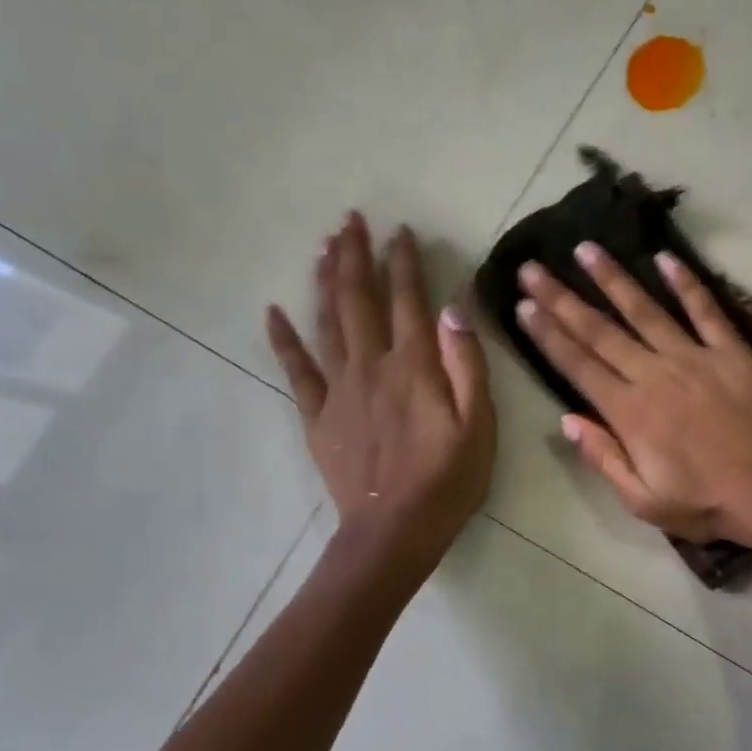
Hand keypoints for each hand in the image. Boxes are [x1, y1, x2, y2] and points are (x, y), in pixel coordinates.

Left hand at [267, 214, 494, 570]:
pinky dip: (283, 338)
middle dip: (356, 256)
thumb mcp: (479, 424)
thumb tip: (454, 308)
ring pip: (327, 322)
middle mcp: (371, 366)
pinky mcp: (317, 415)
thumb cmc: (448, 480)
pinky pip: (295, 370)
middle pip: (359, 300)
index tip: (400, 231)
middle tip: (350, 220)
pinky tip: (272, 311)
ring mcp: (339, 389)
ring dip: (326, 281)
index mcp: (414, 366)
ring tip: (324, 247)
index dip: (403, 262)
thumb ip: (467, 364)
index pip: (408, 300)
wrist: (394, 530)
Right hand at [513, 244, 751, 542]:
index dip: (548, 334)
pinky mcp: (732, 352)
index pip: (578, 365)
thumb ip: (603, 457)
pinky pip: (705, 310)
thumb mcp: (643, 500)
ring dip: (613, 279)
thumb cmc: (705, 504)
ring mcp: (695, 358)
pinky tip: (664, 257)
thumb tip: (566, 421)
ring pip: (645, 310)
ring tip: (586, 249)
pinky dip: (685, 283)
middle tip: (533, 267)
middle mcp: (655, 375)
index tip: (524, 305)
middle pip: (600, 331)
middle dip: (562, 298)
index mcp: (630, 412)